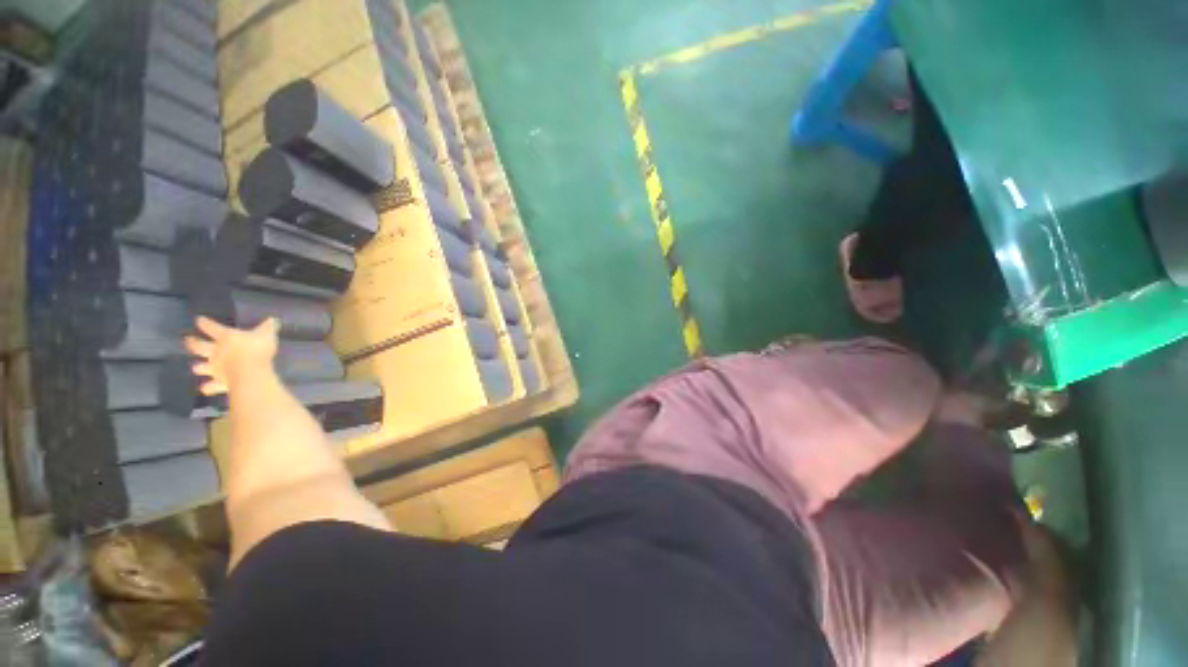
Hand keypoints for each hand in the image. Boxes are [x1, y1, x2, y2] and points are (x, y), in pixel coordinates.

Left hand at [184, 317, 278, 394]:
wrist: (250, 373)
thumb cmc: (256, 349)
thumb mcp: (266, 334)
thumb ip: (268, 327)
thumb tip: (273, 319)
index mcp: (225, 337)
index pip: (211, 327)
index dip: (204, 323)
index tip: (199, 320)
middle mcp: (216, 352)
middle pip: (199, 346)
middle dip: (192, 343)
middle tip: (187, 340)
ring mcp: (216, 368)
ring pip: (202, 367)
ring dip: (199, 367)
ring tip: (195, 367)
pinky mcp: (221, 382)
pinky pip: (211, 386)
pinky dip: (208, 387)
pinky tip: (204, 388)